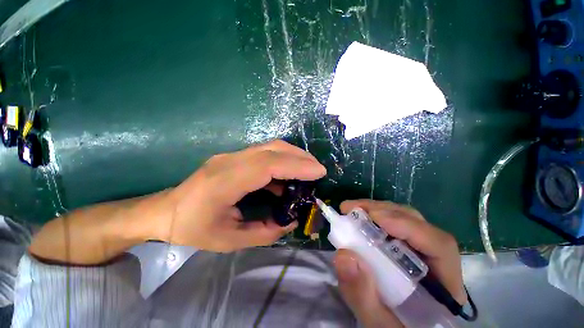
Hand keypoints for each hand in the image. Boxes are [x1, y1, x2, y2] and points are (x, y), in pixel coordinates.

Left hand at [155, 140, 325, 251]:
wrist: (166, 210)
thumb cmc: (193, 228)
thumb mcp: (229, 240)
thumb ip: (265, 232)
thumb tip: (291, 221)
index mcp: (225, 181)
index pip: (268, 165)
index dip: (296, 165)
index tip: (319, 172)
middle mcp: (229, 161)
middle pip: (272, 149)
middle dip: (300, 157)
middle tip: (318, 169)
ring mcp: (231, 156)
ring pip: (270, 147)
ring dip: (293, 156)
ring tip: (308, 170)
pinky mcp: (234, 157)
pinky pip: (264, 153)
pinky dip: (282, 161)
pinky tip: (288, 176)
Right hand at [333, 200, 464, 327]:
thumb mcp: (377, 323)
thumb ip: (363, 296)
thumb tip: (343, 255)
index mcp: (444, 286)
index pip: (439, 245)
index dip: (407, 226)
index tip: (374, 218)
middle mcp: (437, 262)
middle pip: (418, 224)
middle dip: (383, 211)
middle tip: (352, 209)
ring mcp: (421, 252)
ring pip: (405, 220)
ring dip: (377, 210)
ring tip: (352, 210)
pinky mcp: (406, 248)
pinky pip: (393, 226)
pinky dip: (374, 218)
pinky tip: (359, 219)